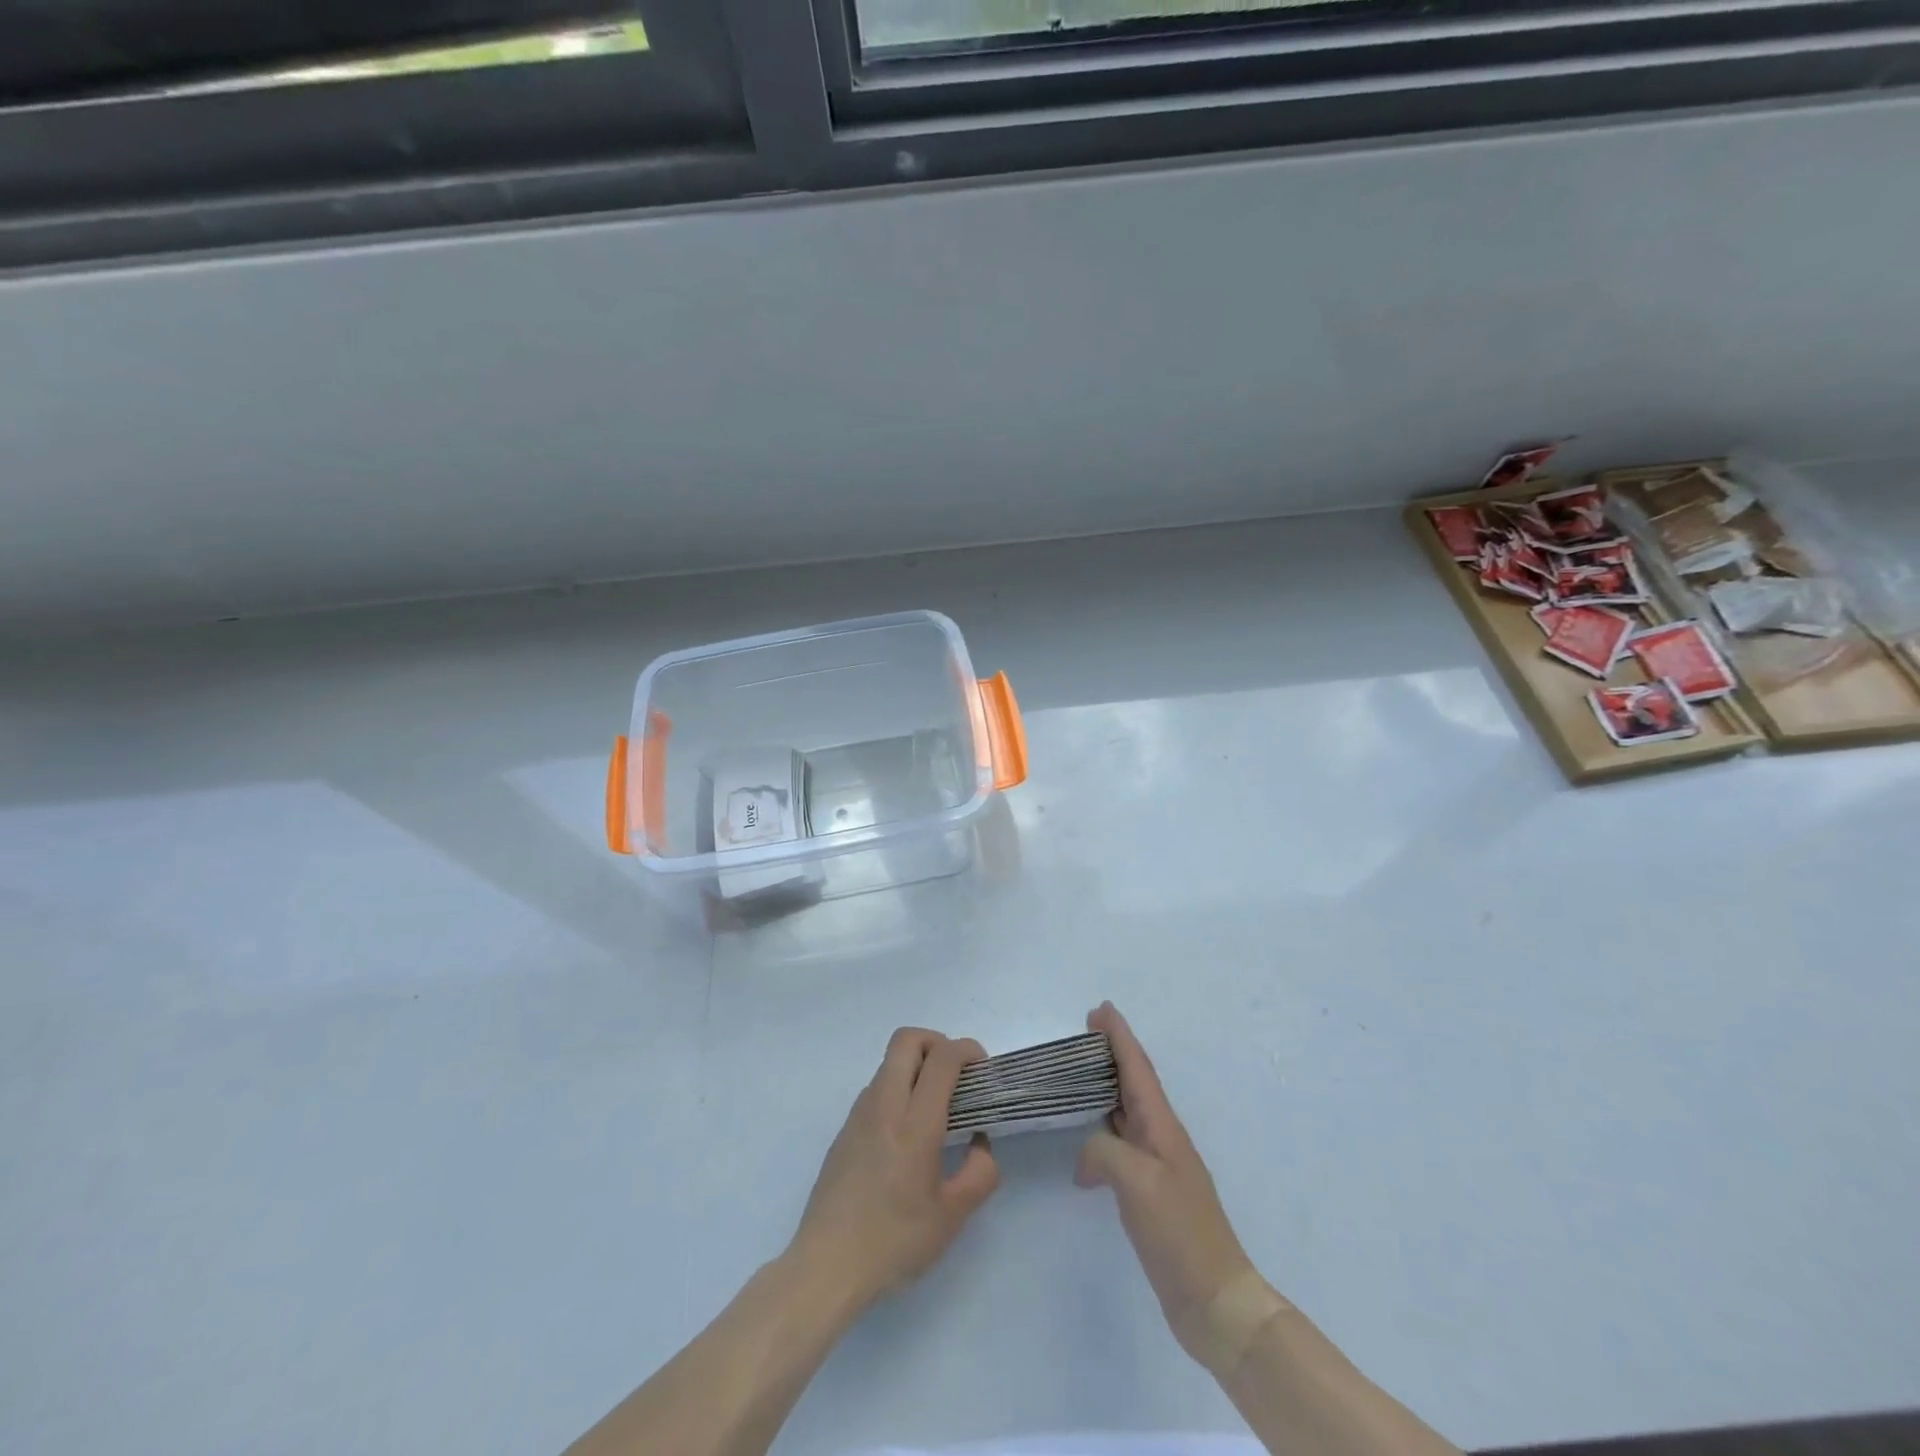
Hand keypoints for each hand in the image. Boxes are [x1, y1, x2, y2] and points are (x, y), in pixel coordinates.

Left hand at [787, 1028, 1000, 1314]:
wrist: (827, 1266)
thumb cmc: (894, 1241)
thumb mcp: (953, 1217)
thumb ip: (980, 1172)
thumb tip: (980, 1142)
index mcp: (915, 1124)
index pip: (942, 1058)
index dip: (966, 1049)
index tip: (981, 1068)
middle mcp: (884, 1106)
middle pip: (907, 1039)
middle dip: (937, 1042)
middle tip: (956, 1075)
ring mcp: (859, 1114)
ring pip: (889, 1062)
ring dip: (916, 1066)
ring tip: (934, 1107)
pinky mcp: (844, 1129)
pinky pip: (876, 1089)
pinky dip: (898, 1089)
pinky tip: (906, 1134)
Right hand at [1076, 1002, 1263, 1366]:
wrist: (1216, 1299)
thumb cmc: (1179, 1232)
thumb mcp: (1137, 1182)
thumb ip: (1104, 1151)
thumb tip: (1087, 1157)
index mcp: (1162, 1127)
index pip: (1138, 1069)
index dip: (1119, 1036)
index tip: (1100, 1009)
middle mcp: (1162, 1138)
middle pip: (1134, 1083)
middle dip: (1113, 1054)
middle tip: (1085, 1033)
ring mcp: (1158, 1166)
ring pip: (1127, 1112)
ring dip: (1107, 1088)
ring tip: (1080, 1077)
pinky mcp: (1151, 1194)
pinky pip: (1122, 1145)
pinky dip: (1103, 1132)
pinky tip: (1086, 1147)